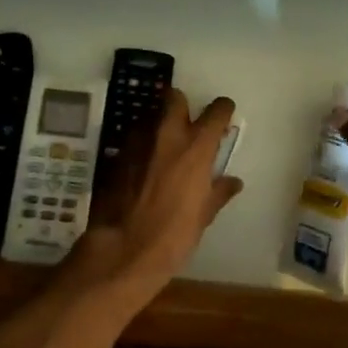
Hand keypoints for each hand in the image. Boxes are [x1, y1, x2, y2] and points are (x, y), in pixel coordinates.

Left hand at [73, 90, 242, 292]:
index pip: (216, 110)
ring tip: (162, 149)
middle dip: (182, 105)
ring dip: (158, 126)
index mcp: (196, 146)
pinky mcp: (115, 156)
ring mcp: (137, 142)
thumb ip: (218, 191)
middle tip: (187, 124)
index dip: (222, 111)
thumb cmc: (174, 234)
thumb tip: (232, 182)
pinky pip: (132, 140)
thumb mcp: (204, 215)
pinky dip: (141, 147)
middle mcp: (166, 134)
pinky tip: (142, 169)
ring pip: (149, 117)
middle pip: (174, 97)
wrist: (124, 250)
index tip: (223, 119)